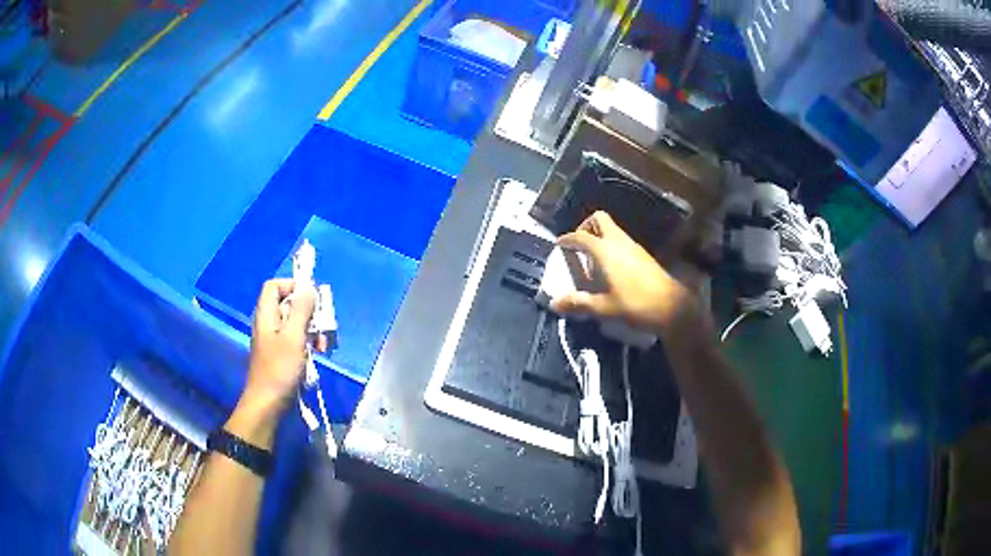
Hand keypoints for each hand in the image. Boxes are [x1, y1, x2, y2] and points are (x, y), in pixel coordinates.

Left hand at [242, 279, 318, 413]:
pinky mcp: (281, 355)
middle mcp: (269, 324)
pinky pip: (296, 340)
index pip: (274, 286)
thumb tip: (309, 287)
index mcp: (266, 315)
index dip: (292, 285)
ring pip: (296, 323)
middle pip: (289, 304)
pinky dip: (308, 343)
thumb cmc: (279, 369)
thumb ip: (301, 310)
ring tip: (323, 345)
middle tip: (323, 326)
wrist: (268, 405)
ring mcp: (274, 340)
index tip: (311, 298)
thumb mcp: (293, 337)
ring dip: (312, 330)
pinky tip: (317, 354)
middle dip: (310, 312)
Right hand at [550, 211, 703, 338]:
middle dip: (585, 227)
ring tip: (592, 261)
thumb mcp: (604, 308)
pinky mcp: (642, 254)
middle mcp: (618, 241)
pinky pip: (621, 240)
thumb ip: (579, 303)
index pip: (581, 236)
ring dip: (599, 237)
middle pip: (599, 219)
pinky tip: (610, 268)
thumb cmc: (635, 304)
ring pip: (612, 229)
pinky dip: (610, 246)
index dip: (567, 239)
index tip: (559, 244)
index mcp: (605, 250)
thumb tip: (555, 304)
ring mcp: (633, 246)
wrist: (672, 306)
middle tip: (579, 246)